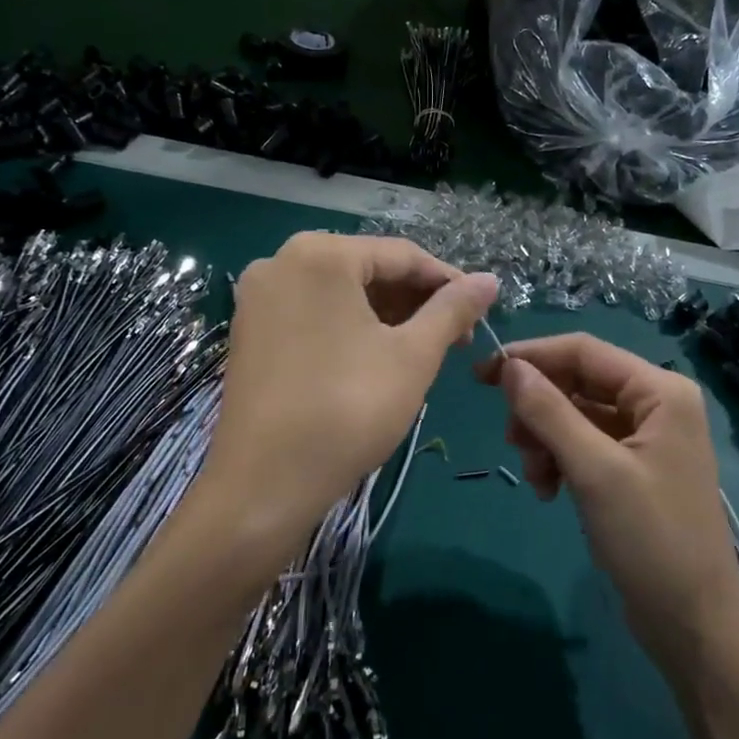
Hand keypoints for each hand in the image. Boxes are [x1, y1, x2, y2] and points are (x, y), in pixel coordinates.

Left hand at [203, 233, 496, 553]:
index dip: (448, 282)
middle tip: (454, 337)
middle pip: (367, 270)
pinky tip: (375, 357)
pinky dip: (349, 327)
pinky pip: (312, 313)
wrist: (265, 484)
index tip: (480, 312)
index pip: (402, 255)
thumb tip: (490, 280)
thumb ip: (453, 309)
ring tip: (422, 350)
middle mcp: (281, 262)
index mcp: (320, 254)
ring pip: (340, 293)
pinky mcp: (248, 331)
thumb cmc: (348, 409)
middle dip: (415, 301)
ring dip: (386, 315)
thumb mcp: (413, 356)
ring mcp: (258, 298)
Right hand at [478, 334, 738, 673]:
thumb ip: (550, 412)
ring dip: (545, 439)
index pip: (583, 350)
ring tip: (536, 478)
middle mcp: (655, 403)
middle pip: (578, 382)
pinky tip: (549, 491)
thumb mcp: (595, 471)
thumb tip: (510, 366)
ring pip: (575, 414)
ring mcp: (644, 436)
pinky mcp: (632, 467)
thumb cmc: (651, 539)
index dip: (531, 356)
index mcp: (660, 391)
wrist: (693, 623)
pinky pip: (583, 444)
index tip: (482, 374)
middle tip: (512, 442)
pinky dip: (559, 460)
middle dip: (539, 409)